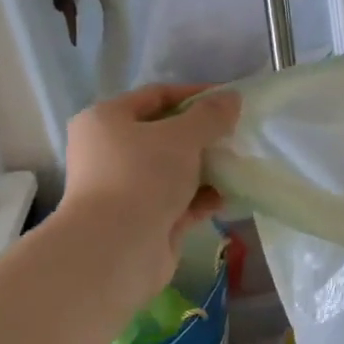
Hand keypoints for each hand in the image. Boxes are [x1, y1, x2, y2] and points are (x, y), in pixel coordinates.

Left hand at [57, 84, 240, 257]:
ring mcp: (125, 188)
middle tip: (236, 135)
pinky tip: (226, 198)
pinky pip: (179, 200)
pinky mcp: (142, 219)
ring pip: (174, 169)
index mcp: (106, 120)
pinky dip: (201, 198)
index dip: (195, 95)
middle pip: (165, 134)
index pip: (156, 95)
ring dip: (206, 168)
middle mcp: (109, 151)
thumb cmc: (142, 176)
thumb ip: (210, 115)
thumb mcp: (182, 136)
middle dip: (203, 135)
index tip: (231, 101)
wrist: (117, 248)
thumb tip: (232, 98)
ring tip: (237, 166)